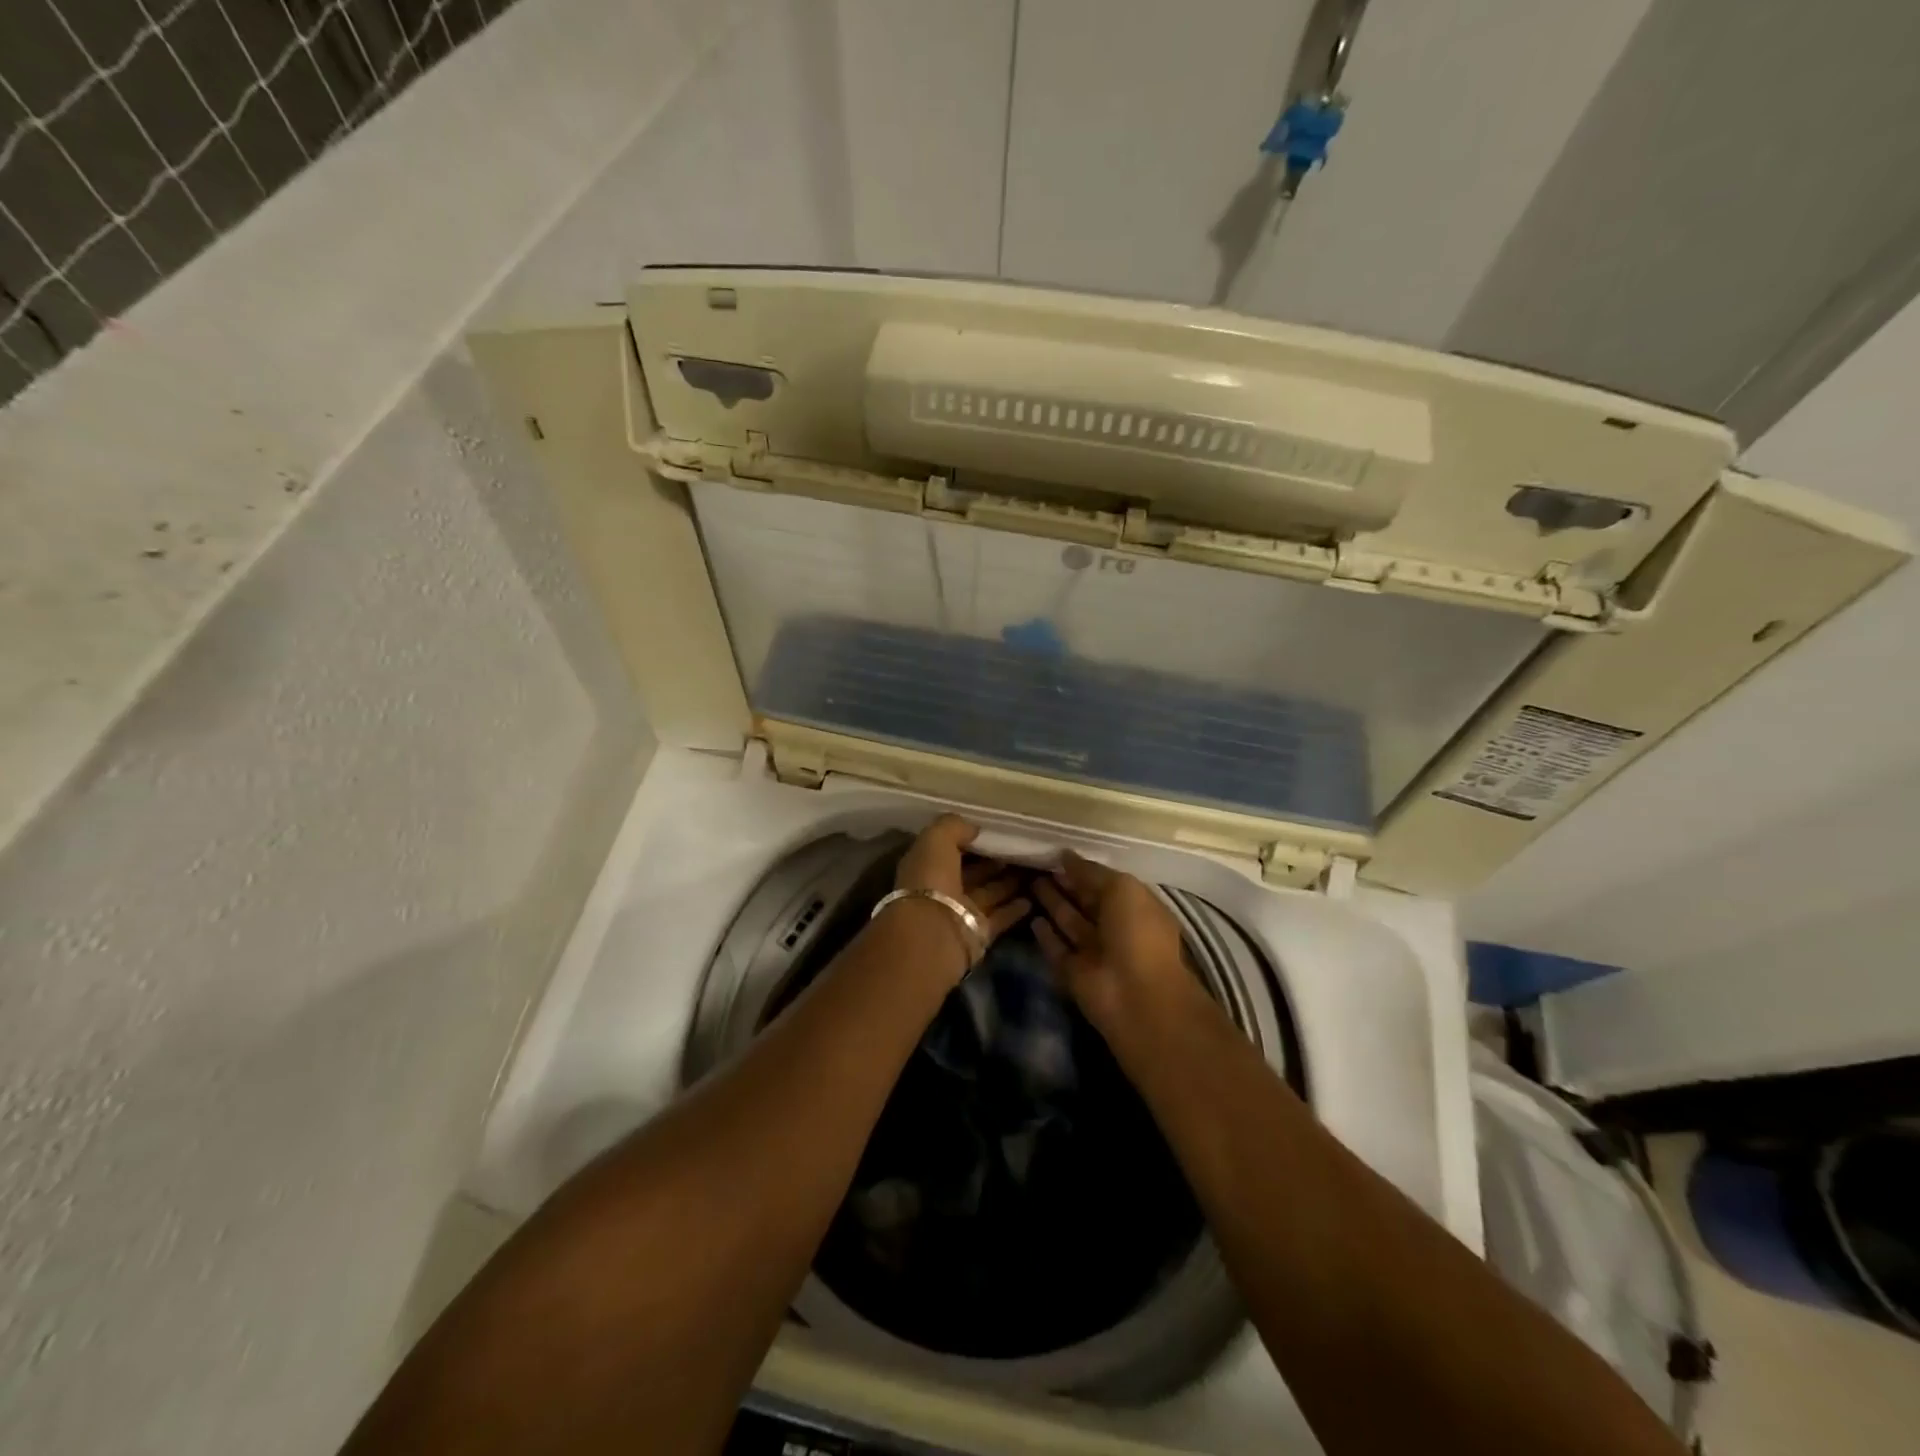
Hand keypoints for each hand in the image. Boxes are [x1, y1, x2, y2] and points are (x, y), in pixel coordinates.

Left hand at [890, 815, 1031, 973]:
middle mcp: (943, 889)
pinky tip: (1033, 897)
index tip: (997, 831)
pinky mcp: (979, 932)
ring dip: (1010, 882)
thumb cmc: (931, 879)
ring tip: (1036, 869)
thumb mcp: (936, 840)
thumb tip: (974, 828)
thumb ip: (954, 827)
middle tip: (1022, 849)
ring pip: (990, 893)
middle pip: (973, 872)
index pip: (951, 849)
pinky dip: (1016, 908)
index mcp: (927, 866)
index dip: (971, 840)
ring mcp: (962, 911)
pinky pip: (1001, 916)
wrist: (933, 932)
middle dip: (994, 862)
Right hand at [1032, 851, 1190, 1021]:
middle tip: (1036, 864)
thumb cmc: (1136, 933)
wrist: (1135, 995)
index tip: (1056, 854)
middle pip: (1085, 902)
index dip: (1083, 870)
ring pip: (1069, 923)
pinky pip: (1057, 949)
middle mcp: (1115, 929)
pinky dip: (1045, 936)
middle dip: (1065, 884)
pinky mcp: (1074, 973)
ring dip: (1052, 904)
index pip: (1105, 884)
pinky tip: (1031, 918)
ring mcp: (1094, 953)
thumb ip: (1091, 872)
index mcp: (1135, 907)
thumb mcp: (1121, 889)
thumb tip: (1065, 855)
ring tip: (1029, 882)